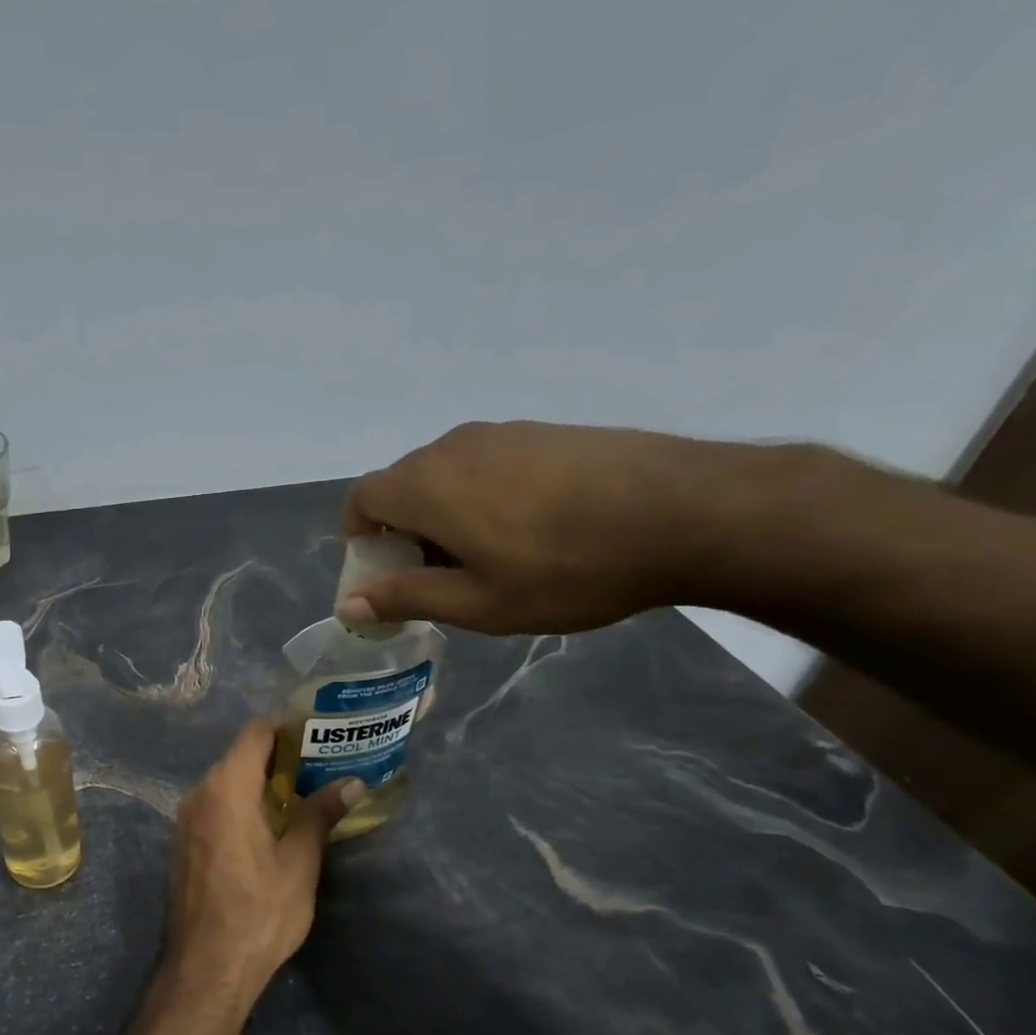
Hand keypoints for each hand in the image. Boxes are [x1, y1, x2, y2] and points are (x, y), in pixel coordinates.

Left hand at [166, 719, 361, 999]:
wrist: (205, 968)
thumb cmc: (258, 911)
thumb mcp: (299, 861)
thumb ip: (320, 813)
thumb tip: (352, 782)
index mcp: (226, 787)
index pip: (255, 732)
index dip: (286, 725)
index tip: (318, 730)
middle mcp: (199, 793)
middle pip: (240, 756)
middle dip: (279, 756)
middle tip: (321, 764)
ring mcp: (186, 819)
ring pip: (227, 782)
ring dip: (261, 782)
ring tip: (302, 793)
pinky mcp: (183, 843)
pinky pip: (215, 806)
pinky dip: (242, 803)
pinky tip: (270, 825)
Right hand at [338, 420, 741, 635]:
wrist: (686, 512)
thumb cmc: (567, 569)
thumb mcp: (478, 602)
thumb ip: (407, 596)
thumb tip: (349, 602)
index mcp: (426, 485)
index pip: (362, 498)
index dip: (359, 535)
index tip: (382, 571)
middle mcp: (453, 447)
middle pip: (402, 485)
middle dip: (401, 530)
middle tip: (437, 576)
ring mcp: (501, 433)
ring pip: (446, 474)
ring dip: (443, 514)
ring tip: (487, 557)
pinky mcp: (542, 432)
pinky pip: (486, 464)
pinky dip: (480, 496)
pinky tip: (529, 529)